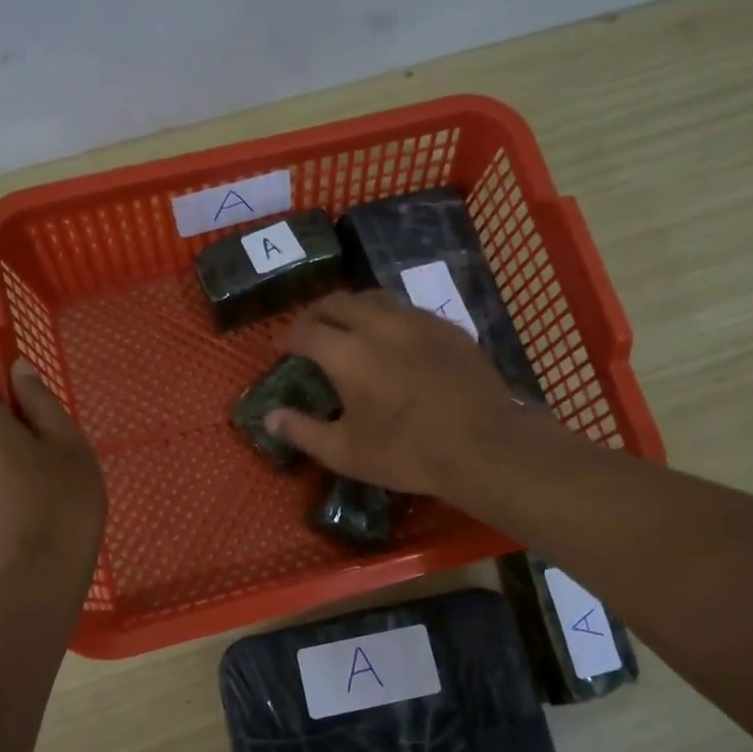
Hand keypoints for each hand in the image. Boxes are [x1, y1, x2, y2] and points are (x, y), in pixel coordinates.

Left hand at [0, 360, 105, 587]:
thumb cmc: (62, 504)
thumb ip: (40, 401)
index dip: (0, 377)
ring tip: (50, 482)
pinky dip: (3, 479)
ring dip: (10, 453)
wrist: (36, 582)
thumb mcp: (68, 444)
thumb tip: (18, 370)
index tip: (34, 397)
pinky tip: (35, 505)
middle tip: (56, 447)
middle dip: (12, 421)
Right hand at [265, 291, 526, 496]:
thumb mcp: (345, 452)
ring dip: (354, 308)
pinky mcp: (448, 328)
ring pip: (376, 298)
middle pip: (339, 302)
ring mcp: (418, 321)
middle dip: (318, 313)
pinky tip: (395, 339)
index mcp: (347, 353)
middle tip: (311, 331)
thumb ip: (302, 431)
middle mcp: (379, 325)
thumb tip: (270, 418)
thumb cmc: (406, 453)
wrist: (482, 445)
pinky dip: (390, 317)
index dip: (288, 336)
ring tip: (350, 326)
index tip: (282, 346)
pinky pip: (409, 310)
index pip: (306, 330)